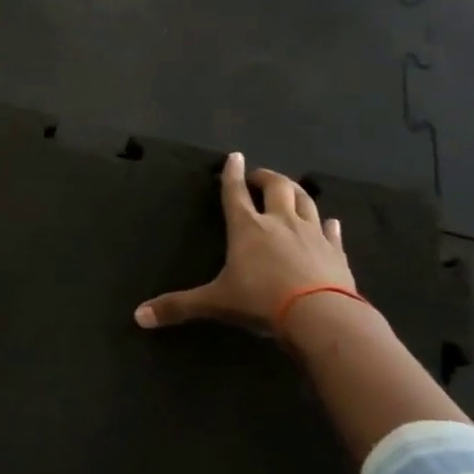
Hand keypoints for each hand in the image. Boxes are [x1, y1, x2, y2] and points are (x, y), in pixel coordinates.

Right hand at [134, 155, 354, 331]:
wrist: (321, 316)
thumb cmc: (261, 301)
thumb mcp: (215, 303)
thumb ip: (178, 307)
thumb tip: (138, 316)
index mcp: (247, 228)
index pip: (235, 192)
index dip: (232, 174)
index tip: (234, 157)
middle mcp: (280, 222)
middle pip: (276, 187)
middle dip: (266, 177)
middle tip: (258, 177)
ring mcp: (311, 234)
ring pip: (305, 200)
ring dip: (296, 191)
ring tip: (290, 189)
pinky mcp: (335, 251)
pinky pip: (332, 231)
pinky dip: (327, 223)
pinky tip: (330, 221)